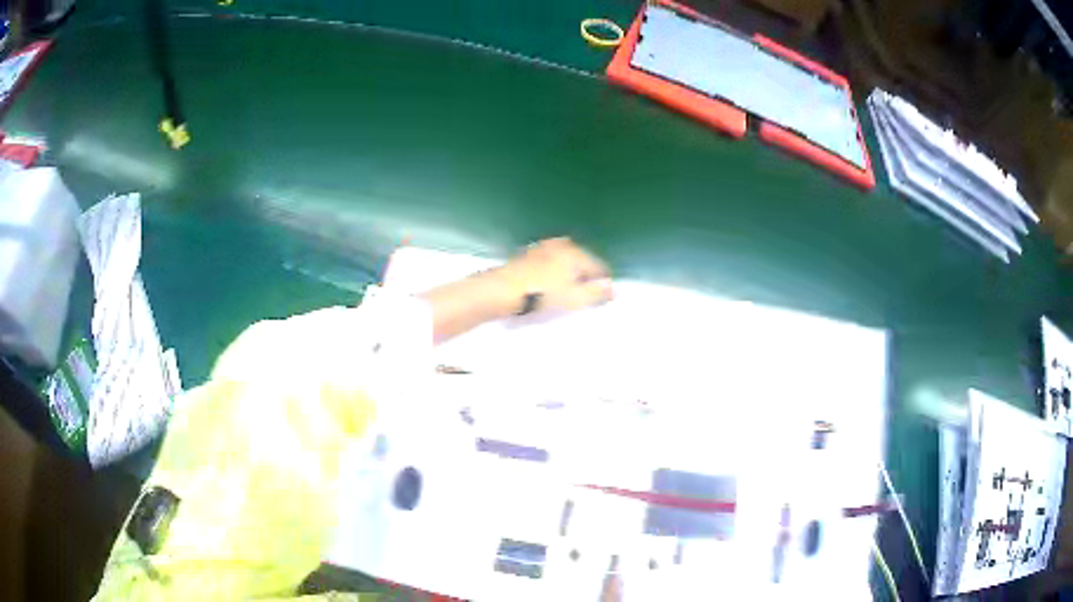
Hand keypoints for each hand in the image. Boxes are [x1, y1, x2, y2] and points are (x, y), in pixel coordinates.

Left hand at [421, 237, 612, 341]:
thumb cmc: (543, 294)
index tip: (602, 296)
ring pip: (565, 259)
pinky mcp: (528, 254)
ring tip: (567, 289)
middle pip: (582, 260)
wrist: (502, 289)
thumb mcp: (574, 299)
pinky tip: (548, 283)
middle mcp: (562, 245)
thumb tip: (614, 287)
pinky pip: (549, 262)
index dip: (604, 282)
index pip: (599, 266)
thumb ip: (596, 293)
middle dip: (586, 275)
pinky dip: (553, 271)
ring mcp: (543, 247)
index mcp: (576, 253)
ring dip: (569, 272)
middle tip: (584, 294)